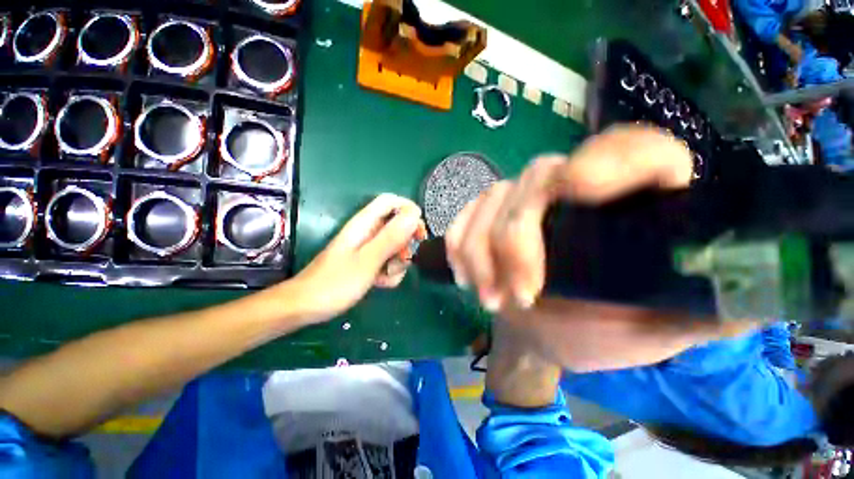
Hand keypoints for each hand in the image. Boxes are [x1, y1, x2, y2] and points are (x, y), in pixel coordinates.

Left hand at [290, 194, 425, 323]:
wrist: (307, 307)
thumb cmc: (335, 283)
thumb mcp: (368, 260)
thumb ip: (391, 237)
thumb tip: (414, 214)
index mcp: (365, 223)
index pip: (391, 201)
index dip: (409, 210)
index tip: (419, 232)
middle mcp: (368, 232)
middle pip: (397, 225)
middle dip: (406, 243)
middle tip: (406, 258)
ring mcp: (368, 248)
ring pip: (396, 247)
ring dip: (398, 262)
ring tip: (385, 276)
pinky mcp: (368, 262)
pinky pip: (388, 261)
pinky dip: (390, 273)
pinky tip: (380, 284)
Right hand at [445, 125, 692, 311]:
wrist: (538, 334)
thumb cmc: (596, 333)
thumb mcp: (658, 331)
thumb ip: (708, 310)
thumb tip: (766, 289)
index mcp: (629, 207)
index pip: (637, 149)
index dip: (611, 157)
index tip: (578, 188)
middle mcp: (570, 189)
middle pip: (537, 180)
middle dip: (516, 240)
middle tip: (517, 297)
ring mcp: (520, 202)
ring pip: (491, 200)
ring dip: (480, 252)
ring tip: (489, 299)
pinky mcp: (486, 218)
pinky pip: (464, 218)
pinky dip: (458, 245)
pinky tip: (464, 276)